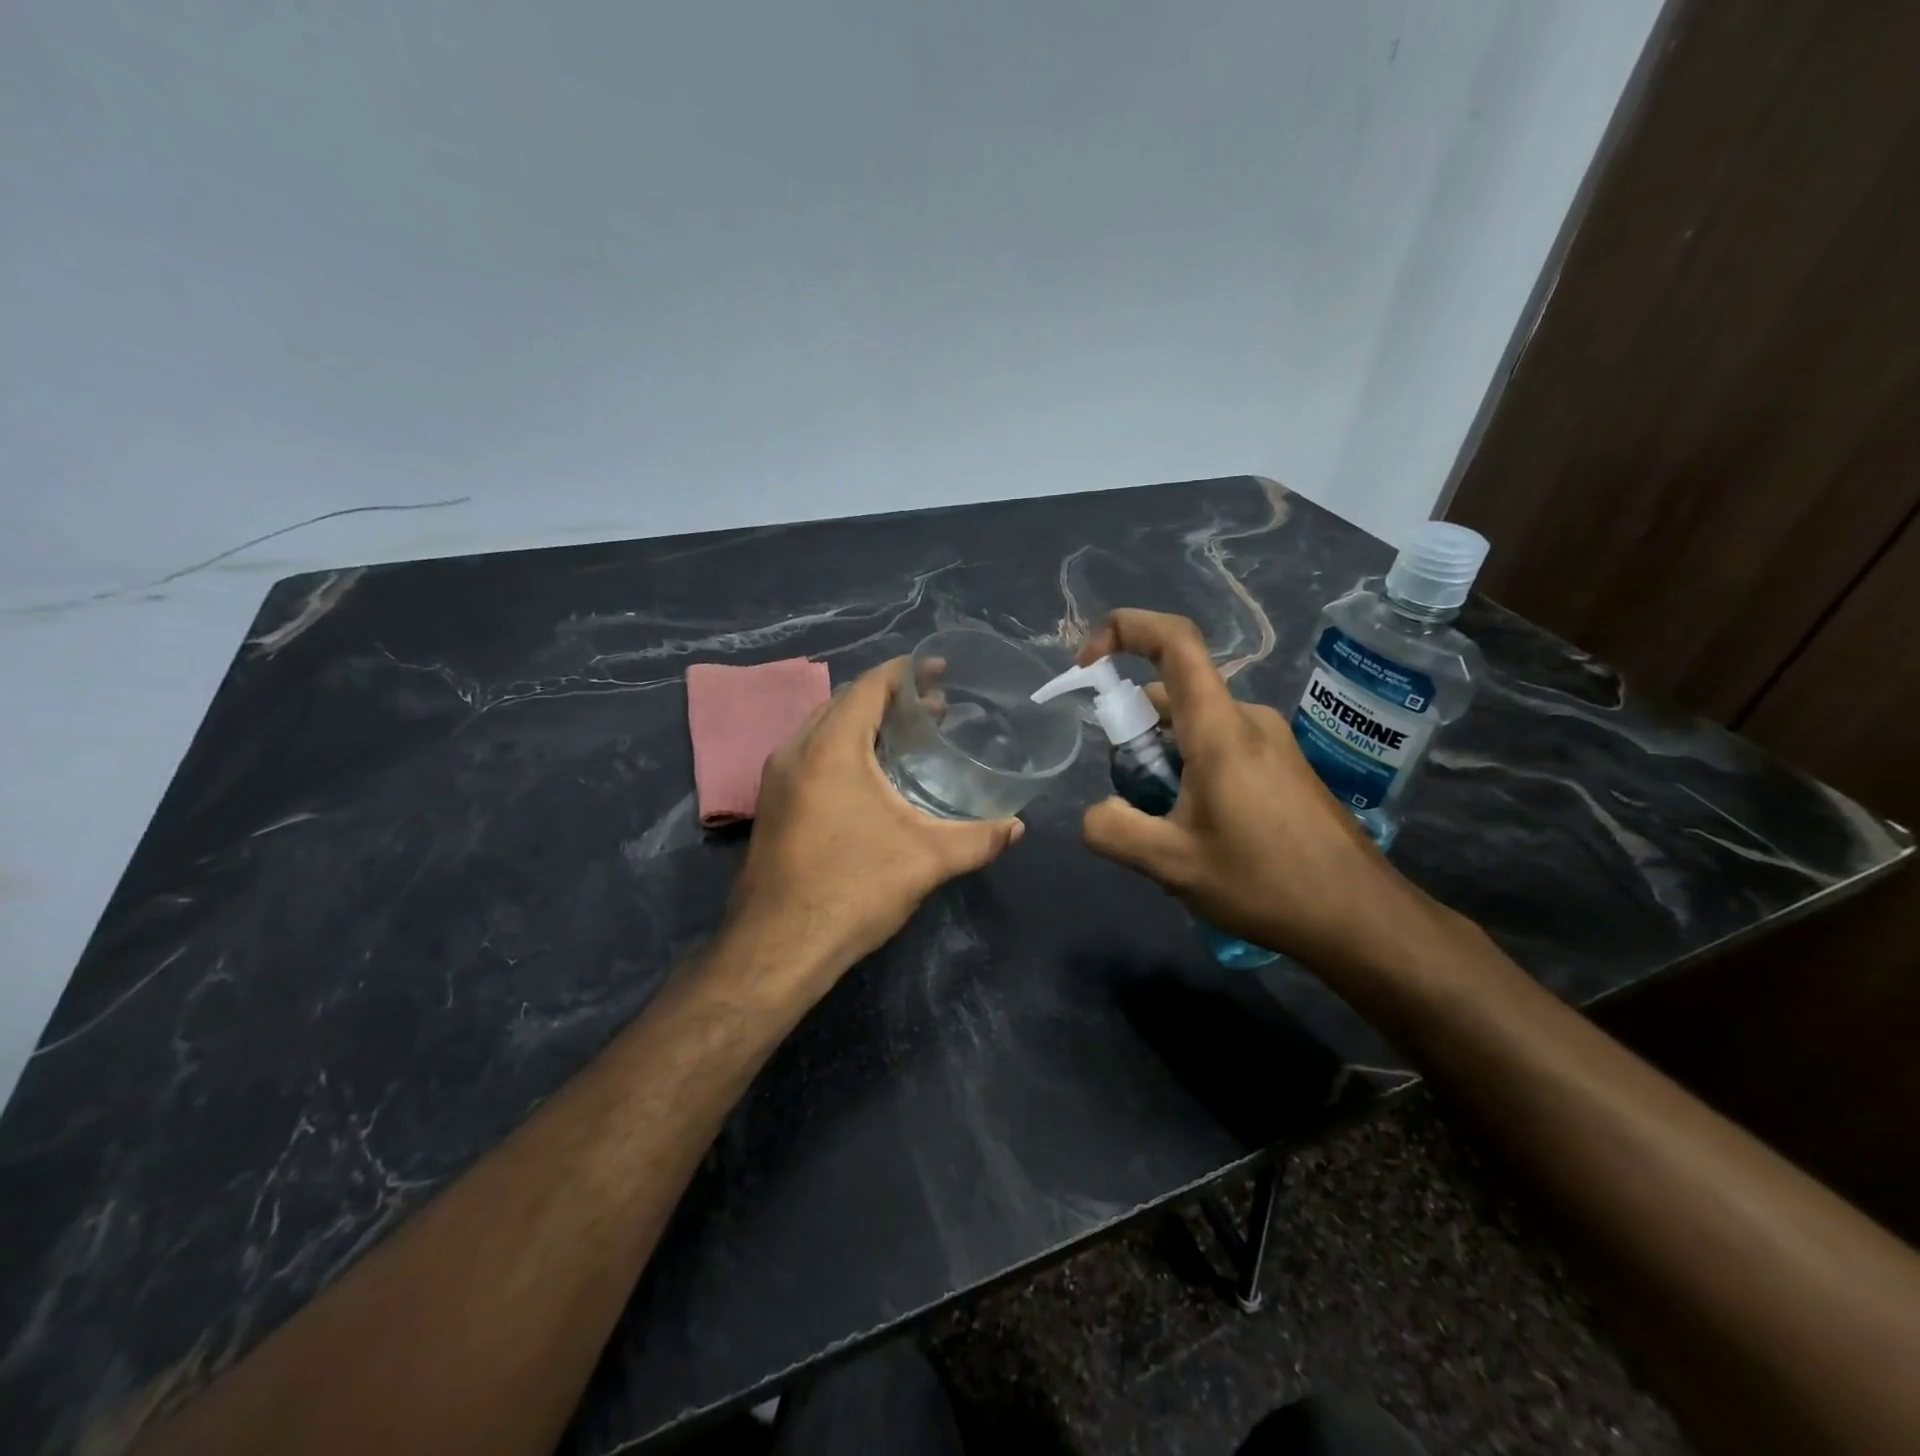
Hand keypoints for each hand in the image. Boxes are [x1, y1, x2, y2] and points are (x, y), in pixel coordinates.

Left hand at [723, 657, 1024, 997]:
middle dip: (890, 697)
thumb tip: (1017, 828)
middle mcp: (796, 749)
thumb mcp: (926, 860)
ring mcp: (777, 777)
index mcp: (831, 747)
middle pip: (846, 701)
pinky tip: (872, 773)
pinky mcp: (772, 802)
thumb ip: (978, 839)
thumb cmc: (852, 890)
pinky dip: (844, 746)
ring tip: (909, 734)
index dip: (906, 672)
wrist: (778, 946)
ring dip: (865, 722)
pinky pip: (812, 752)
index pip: (869, 686)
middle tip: (936, 706)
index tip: (940, 670)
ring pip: (825, 727)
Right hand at [1076, 610, 1438, 973]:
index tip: (1086, 665)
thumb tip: (1096, 811)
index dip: (1123, 630)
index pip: (1173, 641)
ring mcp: (1270, 741)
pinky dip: (1189, 769)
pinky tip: (1198, 831)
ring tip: (1165, 826)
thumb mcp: (1171, 865)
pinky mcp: (1283, 765)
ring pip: (1193, 725)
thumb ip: (1113, 831)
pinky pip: (1219, 746)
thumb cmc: (1265, 883)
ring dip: (1161, 758)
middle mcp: (1247, 719)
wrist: (1360, 918)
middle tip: (1130, 797)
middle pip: (1173, 694)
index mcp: (1219, 728)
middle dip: (1133, 732)